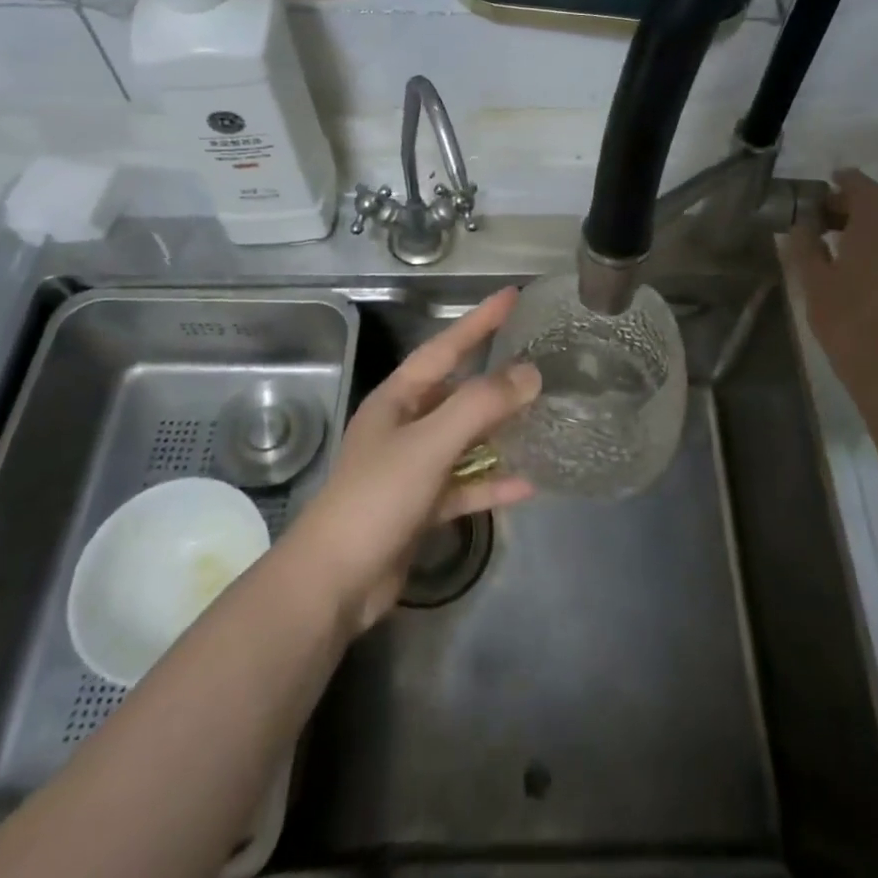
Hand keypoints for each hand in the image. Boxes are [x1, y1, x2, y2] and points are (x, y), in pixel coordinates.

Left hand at [282, 287, 538, 631]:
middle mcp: (404, 426)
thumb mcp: (429, 444)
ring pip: (465, 440)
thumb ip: (479, 406)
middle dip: (495, 379)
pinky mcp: (421, 507)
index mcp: (397, 399)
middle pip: (457, 393)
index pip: (445, 347)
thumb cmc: (377, 498)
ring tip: (542, 418)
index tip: (512, 296)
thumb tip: (530, 373)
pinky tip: (528, 483)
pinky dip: (492, 484)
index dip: (479, 320)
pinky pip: (465, 486)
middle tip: (538, 363)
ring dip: (499, 432)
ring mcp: (413, 468)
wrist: (334, 582)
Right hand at [784, 168, 877, 370]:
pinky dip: (871, 242)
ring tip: (830, 236)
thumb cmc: (846, 318)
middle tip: (821, 211)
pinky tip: (849, 261)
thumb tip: (802, 224)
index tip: (827, 179)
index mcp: (874, 229)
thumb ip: (806, 246)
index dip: (847, 180)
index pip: (865, 189)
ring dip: (862, 223)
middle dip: (851, 202)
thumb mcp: (814, 280)